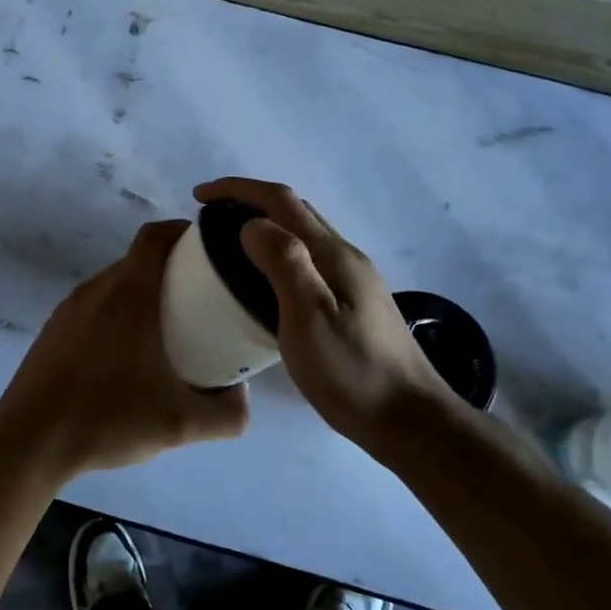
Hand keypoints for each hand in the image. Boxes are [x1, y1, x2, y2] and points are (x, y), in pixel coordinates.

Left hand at [0, 221, 248, 483]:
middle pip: (138, 259)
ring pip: (114, 283)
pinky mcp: (52, 330)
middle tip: (201, 297)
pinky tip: (125, 355)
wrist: (29, 442)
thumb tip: (243, 396)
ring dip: (142, 293)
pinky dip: (116, 313)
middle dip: (171, 268)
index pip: (155, 236)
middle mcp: (96, 289)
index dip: (183, 232)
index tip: (209, 249)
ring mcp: (68, 308)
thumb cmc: (106, 419)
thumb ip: (226, 413)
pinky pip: (93, 306)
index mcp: (128, 294)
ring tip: (168, 327)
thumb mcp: (180, 424)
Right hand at [194, 177, 467, 458]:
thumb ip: (284, 264)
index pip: (281, 201)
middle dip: (250, 201)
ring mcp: (352, 279)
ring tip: (229, 246)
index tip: (200, 196)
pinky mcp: (352, 302)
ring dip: (265, 225)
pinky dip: (277, 253)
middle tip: (210, 219)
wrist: (410, 420)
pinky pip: (307, 259)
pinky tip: (264, 282)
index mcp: (333, 254)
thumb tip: (253, 223)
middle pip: (294, 210)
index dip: (238, 189)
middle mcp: (345, 256)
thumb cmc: (353, 373)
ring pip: (302, 234)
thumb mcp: (310, 319)